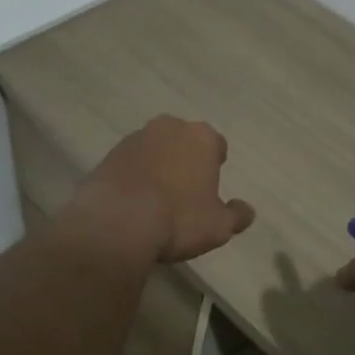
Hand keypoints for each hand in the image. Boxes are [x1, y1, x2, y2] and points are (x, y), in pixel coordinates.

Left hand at [63, 115, 255, 265]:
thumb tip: (246, 210)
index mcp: (202, 137)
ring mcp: (135, 139)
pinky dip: (133, 176)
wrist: (116, 223)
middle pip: (184, 142)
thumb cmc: (179, 218)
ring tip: (155, 200)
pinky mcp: (108, 155)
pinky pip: (129, 163)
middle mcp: (169, 128)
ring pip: (154, 149)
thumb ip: (236, 215)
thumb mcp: (219, 226)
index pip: (216, 145)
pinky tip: (132, 203)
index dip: (215, 166)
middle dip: (185, 160)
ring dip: (158, 166)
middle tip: (184, 192)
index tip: (210, 188)